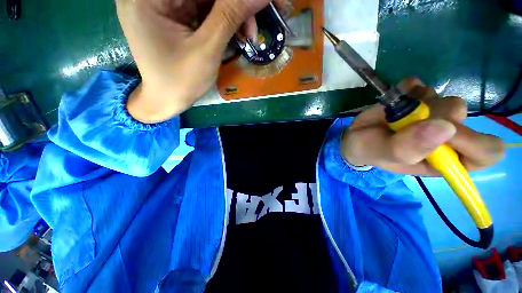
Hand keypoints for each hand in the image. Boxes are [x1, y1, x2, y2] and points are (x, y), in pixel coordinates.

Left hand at [116, 0, 285, 122]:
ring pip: (207, 1)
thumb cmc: (180, 82)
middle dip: (234, 7)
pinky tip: (236, 35)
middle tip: (253, 28)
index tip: (258, 6)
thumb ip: (230, 17)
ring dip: (232, 16)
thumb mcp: (206, 50)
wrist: (165, 101)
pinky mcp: (174, 16)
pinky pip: (204, 11)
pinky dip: (223, 22)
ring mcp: (164, 5)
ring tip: (248, 36)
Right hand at [341, 78, 505, 175]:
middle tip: (404, 122)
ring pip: (443, 98)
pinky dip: (406, 90)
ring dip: (416, 104)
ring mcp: (433, 113)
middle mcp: (447, 135)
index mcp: (445, 159)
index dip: (474, 141)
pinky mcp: (419, 98)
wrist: (355, 137)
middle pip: (462, 116)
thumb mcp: (382, 155)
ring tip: (394, 115)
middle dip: (431, 116)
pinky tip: (394, 101)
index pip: (487, 152)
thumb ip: (408, 148)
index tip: (444, 134)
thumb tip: (446, 127)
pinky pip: (421, 85)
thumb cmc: (369, 150)